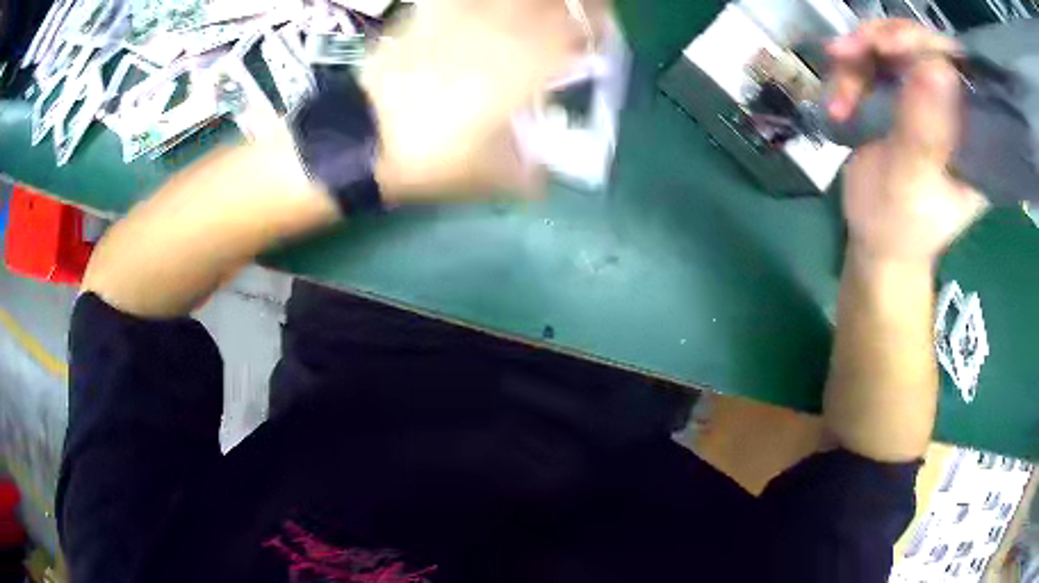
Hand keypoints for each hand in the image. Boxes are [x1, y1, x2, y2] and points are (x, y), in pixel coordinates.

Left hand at [361, 0, 604, 201]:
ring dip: (531, 2)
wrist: (359, 141)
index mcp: (521, 70)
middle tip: (579, 12)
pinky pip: (460, 1)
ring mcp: (459, 22)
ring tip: (539, 9)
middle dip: (574, 5)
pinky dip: (479, 3)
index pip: (574, 32)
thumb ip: (526, 174)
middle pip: (545, 3)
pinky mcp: (426, 19)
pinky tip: (487, 8)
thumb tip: (546, 180)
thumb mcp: (487, 178)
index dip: (596, 27)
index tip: (604, 33)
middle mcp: (496, 35)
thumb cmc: (427, 161)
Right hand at [830, 20, 988, 267]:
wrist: (875, 242)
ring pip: (897, 45)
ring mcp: (929, 98)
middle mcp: (957, 110)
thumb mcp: (910, 183)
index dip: (927, 46)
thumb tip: (938, 67)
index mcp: (976, 140)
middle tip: (849, 52)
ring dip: (860, 55)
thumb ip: (924, 130)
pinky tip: (839, 97)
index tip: (888, 49)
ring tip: (839, 89)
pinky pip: (877, 58)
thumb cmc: (898, 226)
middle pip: (926, 45)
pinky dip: (852, 68)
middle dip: (885, 42)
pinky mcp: (905, 94)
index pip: (962, 71)